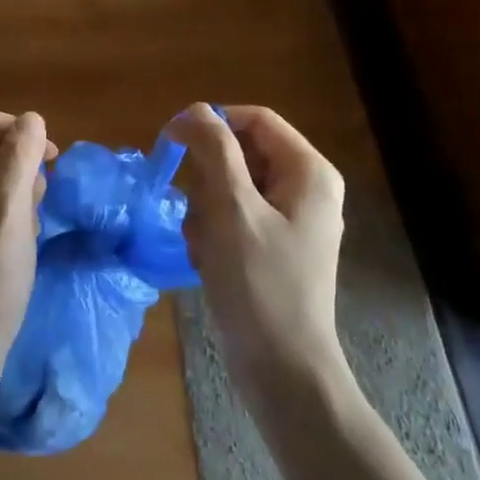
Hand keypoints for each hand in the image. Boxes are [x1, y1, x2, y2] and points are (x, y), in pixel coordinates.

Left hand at [0, 107, 53, 396]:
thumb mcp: (9, 216)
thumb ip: (20, 161)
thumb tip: (32, 119)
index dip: (14, 129)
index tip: (47, 158)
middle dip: (17, 163)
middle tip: (40, 200)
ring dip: (16, 191)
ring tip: (30, 227)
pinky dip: (6, 213)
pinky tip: (20, 242)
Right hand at [169, 103, 345, 395]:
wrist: (282, 369)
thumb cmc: (259, 284)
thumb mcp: (232, 209)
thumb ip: (214, 151)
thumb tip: (194, 110)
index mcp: (308, 172)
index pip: (255, 120)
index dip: (212, 123)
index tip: (171, 142)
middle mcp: (305, 189)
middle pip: (241, 155)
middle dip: (208, 182)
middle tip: (196, 213)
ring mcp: (290, 220)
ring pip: (231, 189)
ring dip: (205, 211)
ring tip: (204, 246)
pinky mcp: (273, 247)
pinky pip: (234, 219)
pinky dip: (214, 234)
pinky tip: (208, 261)